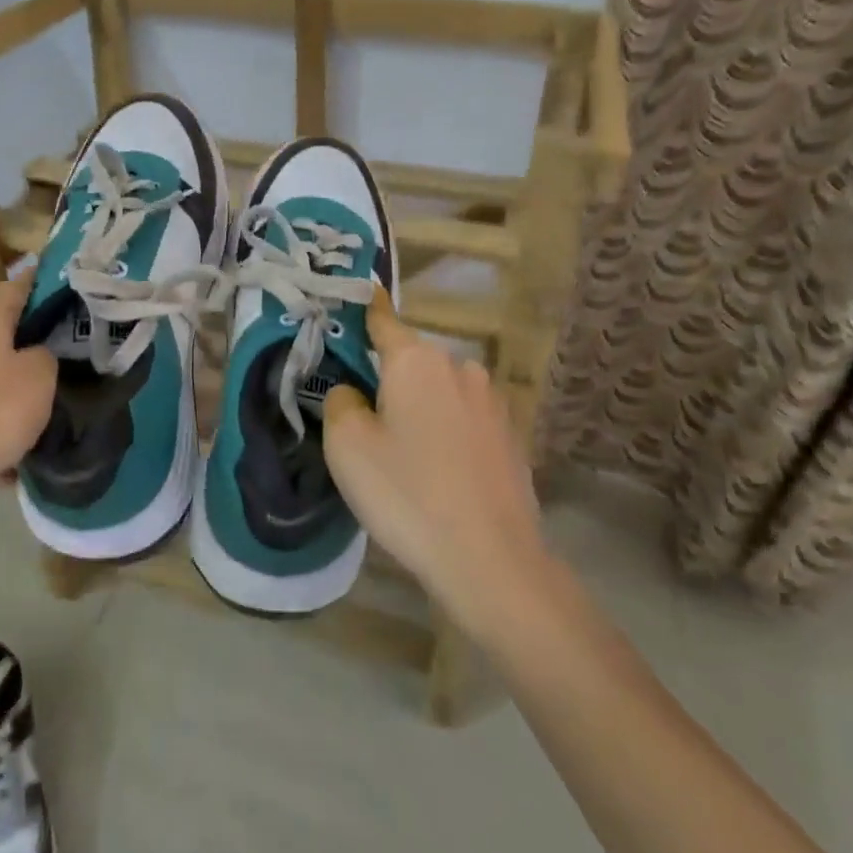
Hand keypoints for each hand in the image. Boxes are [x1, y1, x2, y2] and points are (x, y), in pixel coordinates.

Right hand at [324, 290, 553, 637]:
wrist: (491, 559)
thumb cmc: (407, 493)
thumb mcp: (347, 446)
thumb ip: (340, 403)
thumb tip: (354, 393)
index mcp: (416, 361)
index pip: (384, 320)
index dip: (367, 308)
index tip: (360, 293)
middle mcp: (460, 369)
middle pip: (412, 362)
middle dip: (389, 380)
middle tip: (367, 423)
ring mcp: (493, 403)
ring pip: (441, 393)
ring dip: (421, 409)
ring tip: (407, 456)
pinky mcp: (511, 437)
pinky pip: (465, 421)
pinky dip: (447, 434)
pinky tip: (441, 474)